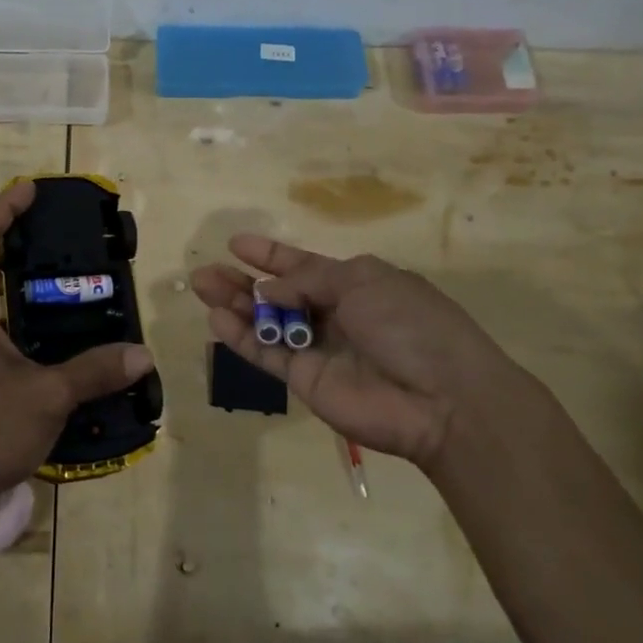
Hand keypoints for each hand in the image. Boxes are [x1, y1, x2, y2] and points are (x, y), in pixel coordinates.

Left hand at [0, 180, 153, 534]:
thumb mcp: (44, 396)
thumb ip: (92, 371)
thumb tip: (141, 354)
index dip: (3, 209)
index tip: (30, 189)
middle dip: (13, 244)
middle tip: (57, 236)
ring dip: (17, 288)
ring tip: (63, 283)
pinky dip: (20, 326)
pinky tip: (53, 343)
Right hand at [191, 237, 523, 470]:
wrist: (441, 399)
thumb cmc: (410, 324)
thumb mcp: (363, 281)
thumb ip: (310, 279)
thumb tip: (269, 289)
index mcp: (354, 284)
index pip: (303, 265)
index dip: (270, 255)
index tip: (236, 243)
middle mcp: (333, 314)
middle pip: (277, 293)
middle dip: (242, 281)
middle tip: (205, 271)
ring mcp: (317, 348)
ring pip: (265, 322)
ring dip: (233, 304)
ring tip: (201, 286)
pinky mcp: (305, 380)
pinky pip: (266, 354)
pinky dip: (241, 337)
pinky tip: (215, 320)